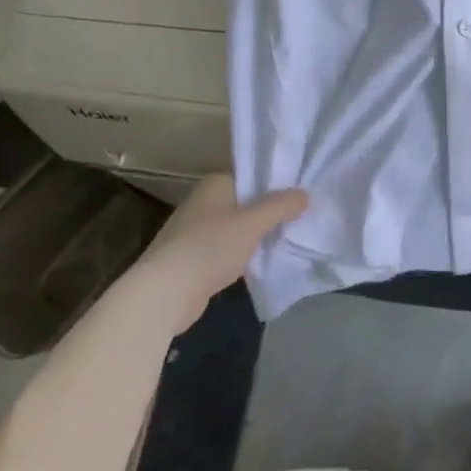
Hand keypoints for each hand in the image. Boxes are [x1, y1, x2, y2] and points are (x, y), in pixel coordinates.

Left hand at [129, 174, 306, 329]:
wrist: (164, 293)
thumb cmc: (209, 247)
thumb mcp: (253, 223)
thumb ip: (280, 206)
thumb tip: (305, 194)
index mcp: (214, 186)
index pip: (251, 177)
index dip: (276, 186)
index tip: (301, 197)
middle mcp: (202, 203)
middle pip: (245, 204)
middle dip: (270, 214)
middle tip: (300, 220)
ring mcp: (194, 233)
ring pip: (237, 229)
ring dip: (257, 237)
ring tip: (288, 241)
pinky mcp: (193, 260)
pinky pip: (227, 251)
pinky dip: (243, 256)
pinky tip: (262, 264)